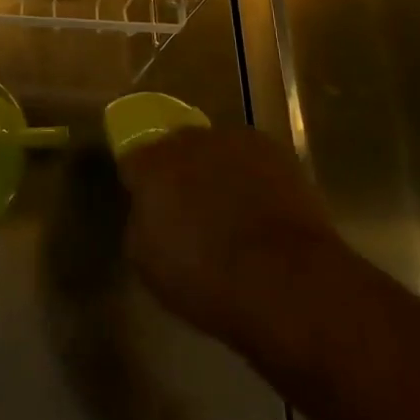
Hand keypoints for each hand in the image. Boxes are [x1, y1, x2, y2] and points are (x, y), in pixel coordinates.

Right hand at [118, 128, 347, 348]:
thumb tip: (148, 213)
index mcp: (151, 165)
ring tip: (234, 212)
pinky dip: (254, 177)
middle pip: (177, 149)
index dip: (142, 186)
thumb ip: (140, 225)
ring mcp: (233, 140)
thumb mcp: (147, 264)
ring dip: (218, 172)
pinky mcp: (274, 149)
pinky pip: (253, 158)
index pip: (134, 163)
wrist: (285, 279)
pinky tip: (265, 209)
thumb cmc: (206, 279)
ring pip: (217, 151)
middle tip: (192, 211)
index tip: (151, 211)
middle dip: (181, 174)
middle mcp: (188, 140)